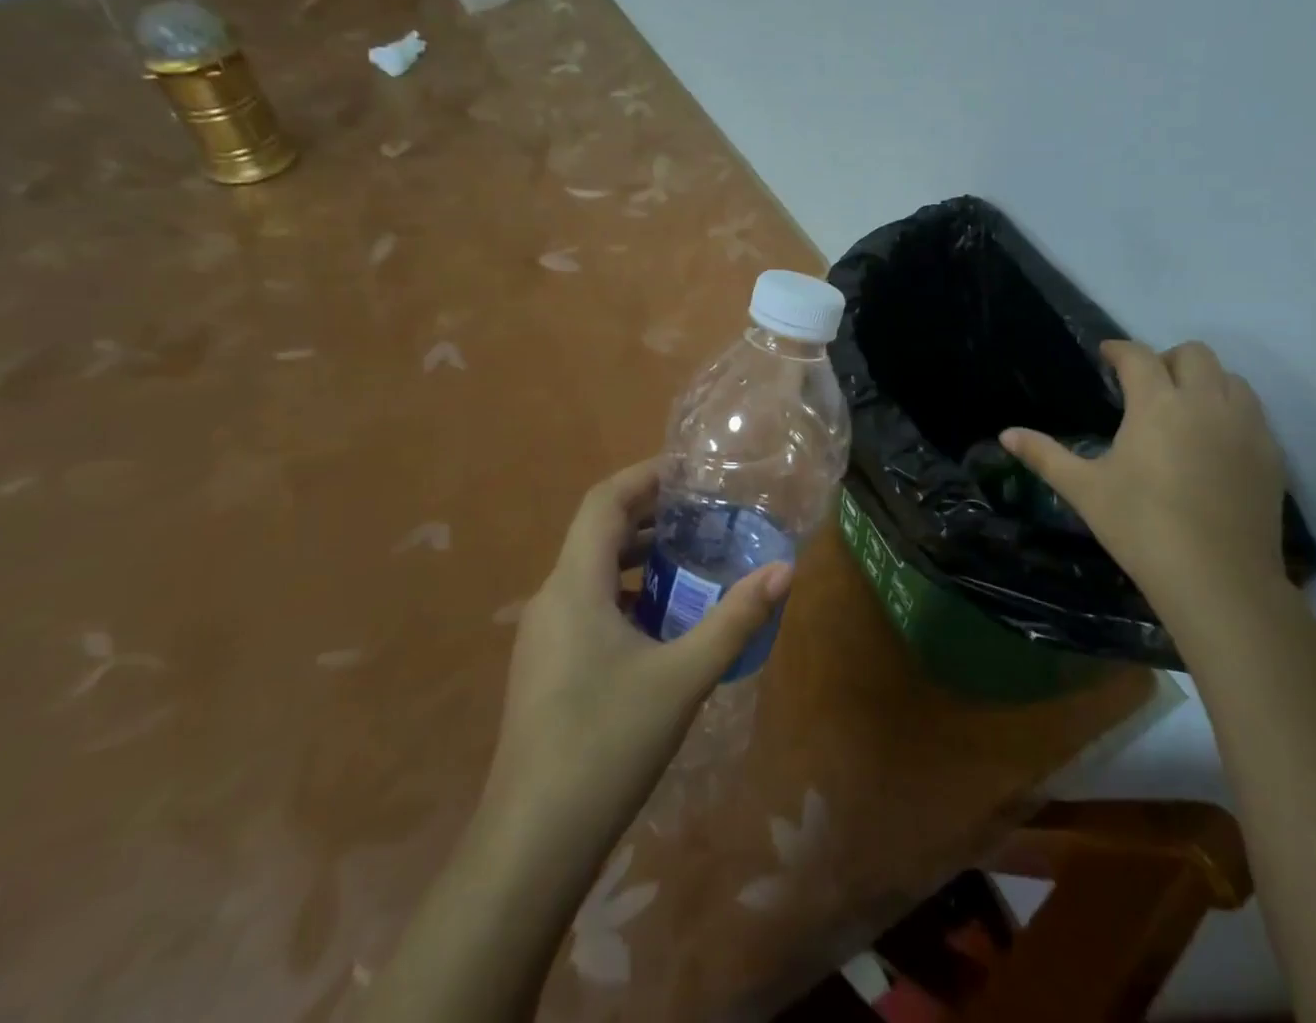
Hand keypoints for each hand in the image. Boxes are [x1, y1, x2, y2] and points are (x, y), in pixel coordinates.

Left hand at [484, 459, 791, 838]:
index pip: (604, 501)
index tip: (689, 470)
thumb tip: (784, 570)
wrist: (531, 845)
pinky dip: (625, 594)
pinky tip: (662, 624)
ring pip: (592, 573)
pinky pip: (587, 606)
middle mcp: (551, 599)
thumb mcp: (683, 677)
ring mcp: (543, 637)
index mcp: (575, 586)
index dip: (644, 476)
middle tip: (703, 512)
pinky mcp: (545, 668)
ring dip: (638, 557)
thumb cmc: (607, 744)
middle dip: (649, 515)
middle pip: (598, 533)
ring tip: (691, 560)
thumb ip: (735, 619)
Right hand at [1001, 340, 1286, 617]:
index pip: (1138, 356)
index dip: (1118, 350)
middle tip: (1145, 387)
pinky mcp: (1270, 454)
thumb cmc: (1141, 527)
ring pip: (1230, 377)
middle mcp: (1205, 402)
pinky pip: (1252, 411)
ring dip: (1203, 381)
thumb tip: (1005, 434)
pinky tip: (1212, 443)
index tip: (1105, 356)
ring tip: (1182, 409)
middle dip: (1165, 359)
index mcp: (1157, 404)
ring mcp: (1246, 427)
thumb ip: (1044, 455)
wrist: (1219, 580)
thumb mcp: (1084, 490)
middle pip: (1194, 353)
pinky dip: (1229, 410)